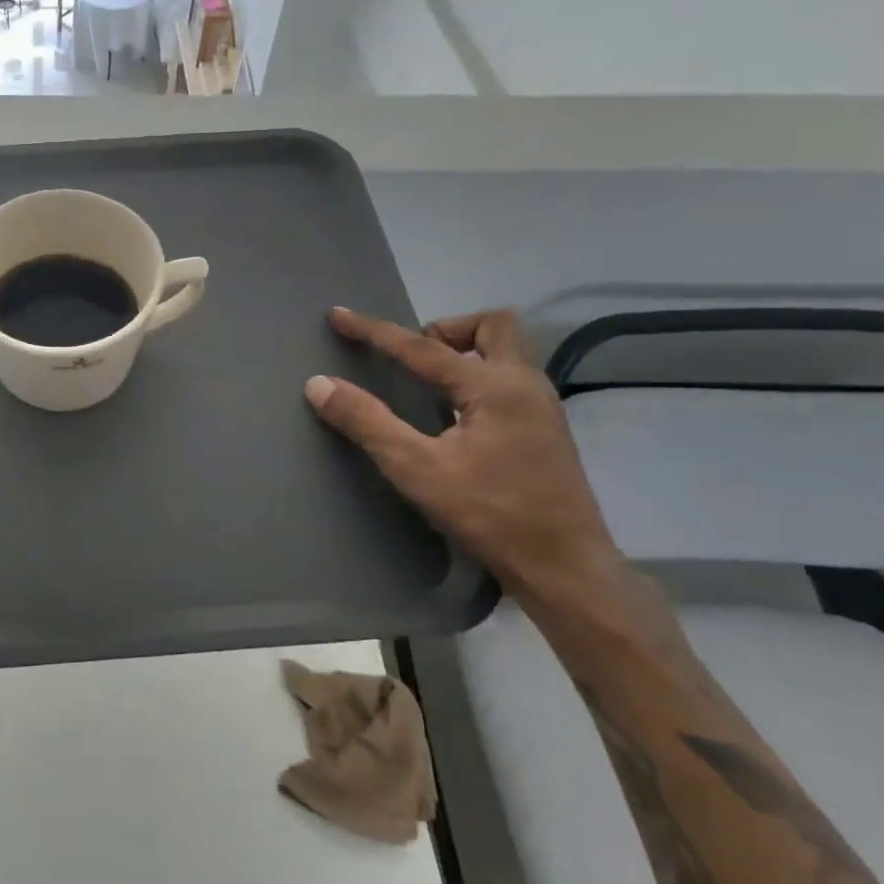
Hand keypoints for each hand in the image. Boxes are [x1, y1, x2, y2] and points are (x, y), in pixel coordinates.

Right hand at [304, 308, 622, 606]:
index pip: (422, 346)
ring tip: (427, 383)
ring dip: (464, 351)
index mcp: (494, 387)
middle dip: (445, 329)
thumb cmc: (489, 514)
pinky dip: (477, 376)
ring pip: (506, 351)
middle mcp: (525, 384)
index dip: (374, 330)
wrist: (565, 568)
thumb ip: (366, 421)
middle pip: (492, 326)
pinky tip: (455, 414)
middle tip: (412, 358)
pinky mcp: (546, 429)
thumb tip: (319, 384)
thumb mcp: (416, 469)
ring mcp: (542, 406)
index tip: (337, 315)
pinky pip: (509, 377)